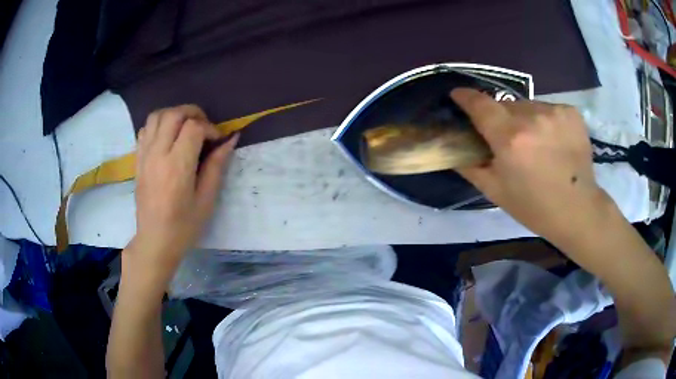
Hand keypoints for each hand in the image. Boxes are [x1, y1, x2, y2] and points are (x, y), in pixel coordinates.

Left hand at [129, 105, 238, 277]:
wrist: (155, 240)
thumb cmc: (184, 226)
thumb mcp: (206, 199)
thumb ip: (217, 165)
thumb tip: (230, 139)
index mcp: (177, 166)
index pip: (193, 128)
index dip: (210, 128)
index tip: (217, 141)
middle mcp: (158, 154)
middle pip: (174, 114)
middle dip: (193, 113)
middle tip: (204, 127)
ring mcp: (144, 155)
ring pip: (157, 116)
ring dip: (174, 114)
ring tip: (185, 127)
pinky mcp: (138, 159)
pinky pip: (145, 129)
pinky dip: (159, 124)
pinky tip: (168, 137)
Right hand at [451, 88, 613, 247]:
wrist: (578, 210)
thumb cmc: (534, 207)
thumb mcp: (495, 191)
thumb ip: (470, 165)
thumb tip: (453, 147)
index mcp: (510, 139)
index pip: (480, 104)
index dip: (466, 97)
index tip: (458, 95)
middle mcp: (532, 117)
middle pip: (505, 105)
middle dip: (500, 117)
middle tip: (507, 138)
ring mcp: (554, 112)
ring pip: (528, 106)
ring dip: (524, 119)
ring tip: (534, 142)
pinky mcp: (571, 112)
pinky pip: (547, 109)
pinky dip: (544, 120)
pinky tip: (552, 140)